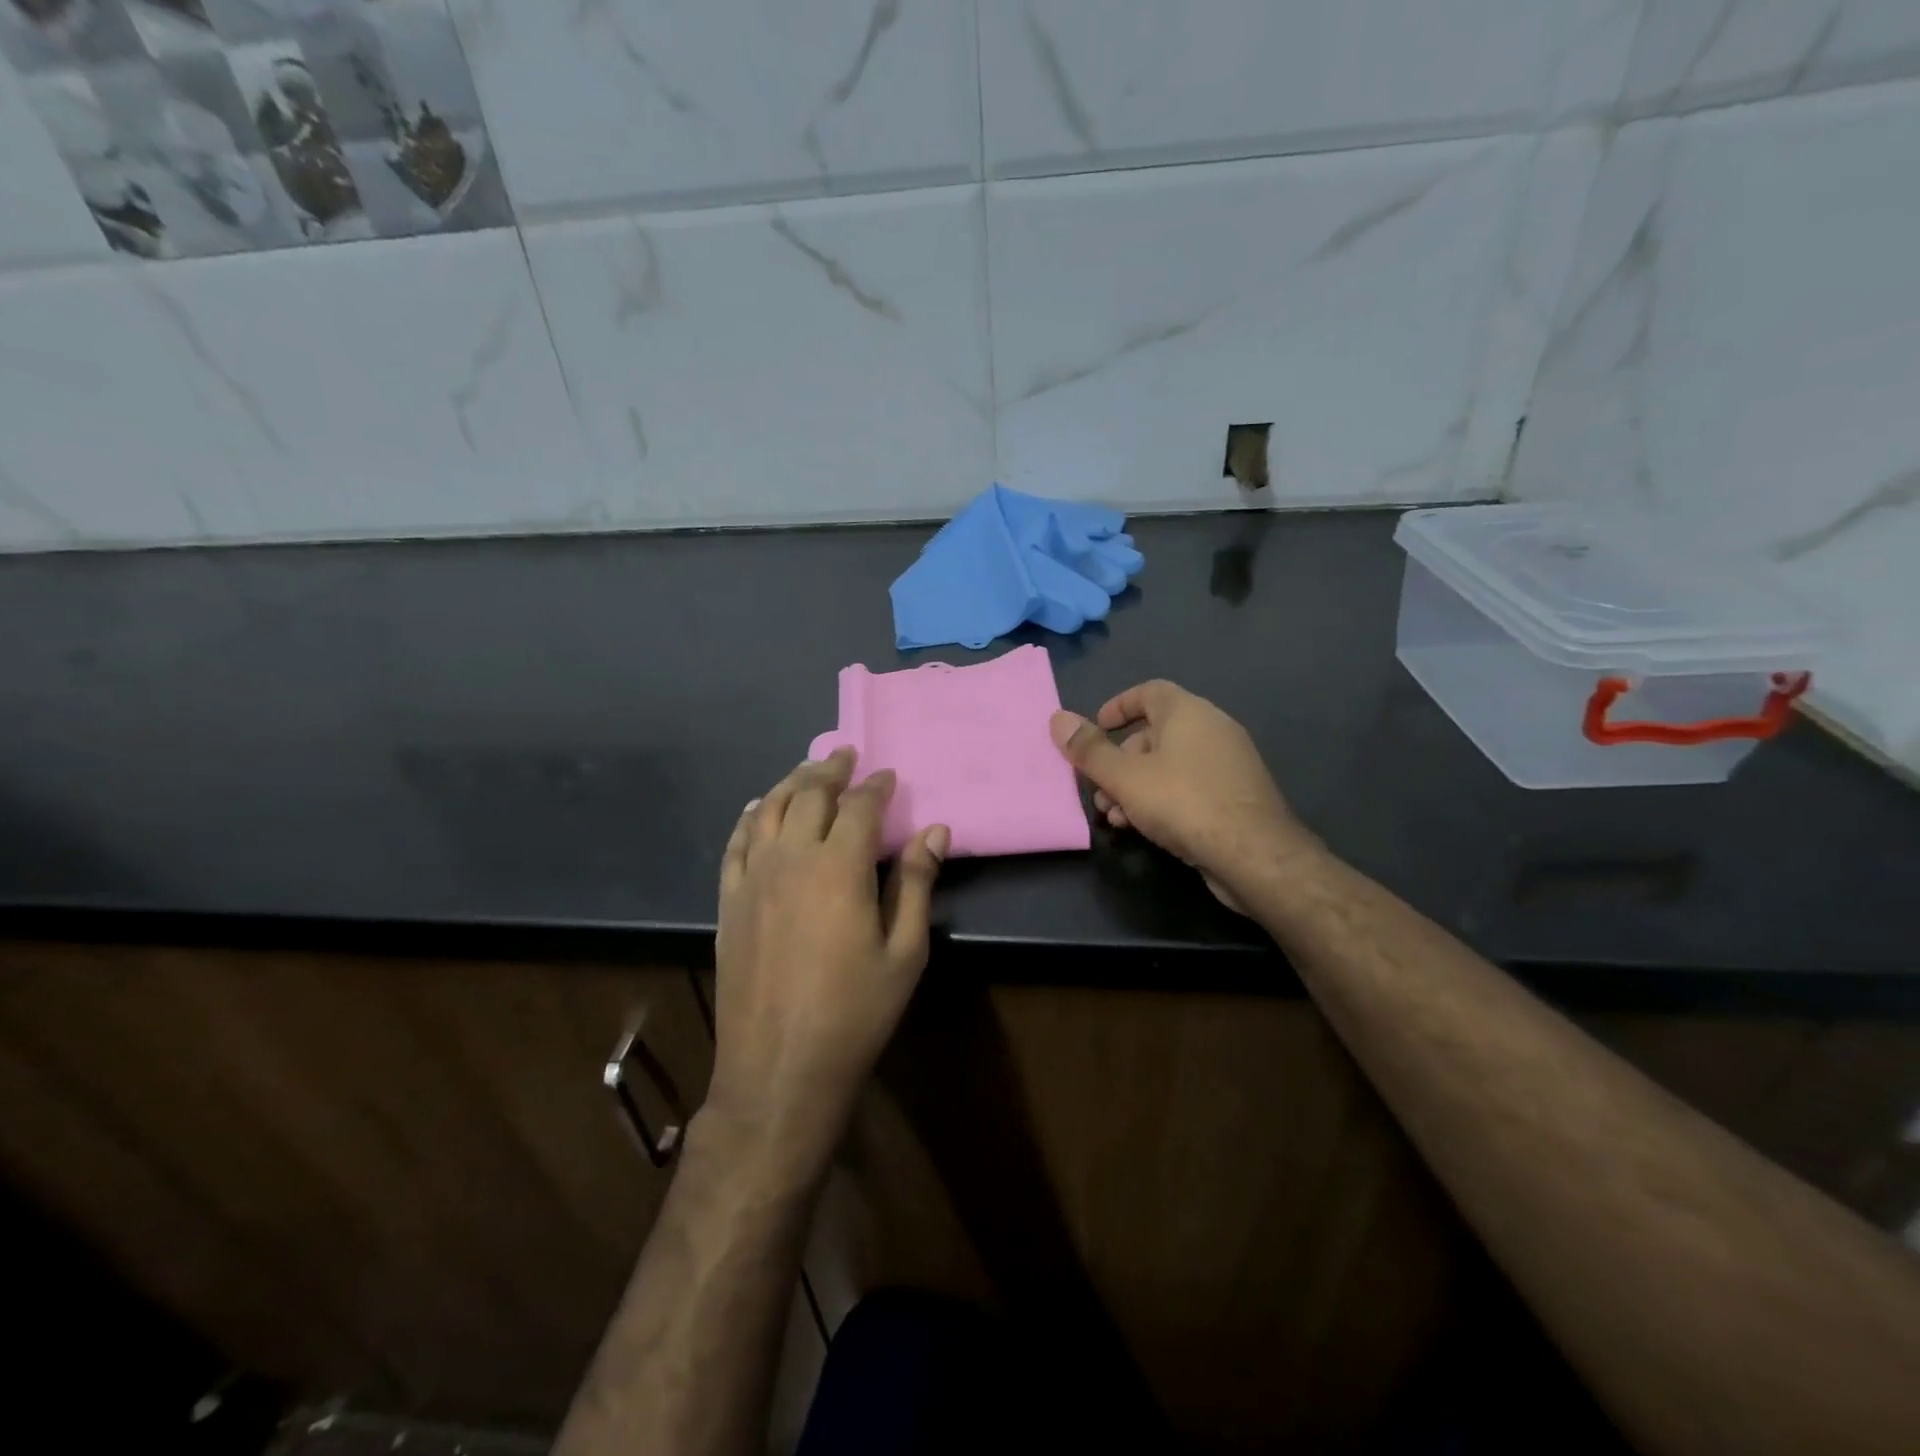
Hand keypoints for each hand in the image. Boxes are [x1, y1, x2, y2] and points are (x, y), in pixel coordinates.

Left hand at [709, 749, 948, 1170]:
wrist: (780, 1067)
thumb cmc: (855, 1012)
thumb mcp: (905, 952)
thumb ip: (915, 884)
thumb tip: (935, 830)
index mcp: (839, 867)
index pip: (860, 807)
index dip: (876, 786)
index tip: (888, 775)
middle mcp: (791, 858)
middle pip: (810, 796)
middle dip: (831, 771)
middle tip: (846, 754)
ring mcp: (753, 878)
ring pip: (769, 810)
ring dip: (792, 783)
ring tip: (808, 769)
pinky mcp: (729, 901)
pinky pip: (736, 843)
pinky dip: (749, 817)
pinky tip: (756, 808)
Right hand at [1050, 681, 1318, 910]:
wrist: (1253, 854)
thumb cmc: (1183, 802)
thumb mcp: (1125, 777)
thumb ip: (1089, 749)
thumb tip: (1058, 718)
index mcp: (1188, 712)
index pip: (1149, 691)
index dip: (1118, 706)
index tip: (1095, 727)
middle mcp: (1212, 729)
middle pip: (1154, 733)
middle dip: (1118, 760)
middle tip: (1097, 788)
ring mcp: (1228, 763)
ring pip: (1169, 765)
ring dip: (1135, 786)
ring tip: (1113, 816)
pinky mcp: (1236, 795)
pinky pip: (1188, 786)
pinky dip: (1161, 799)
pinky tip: (1143, 828)